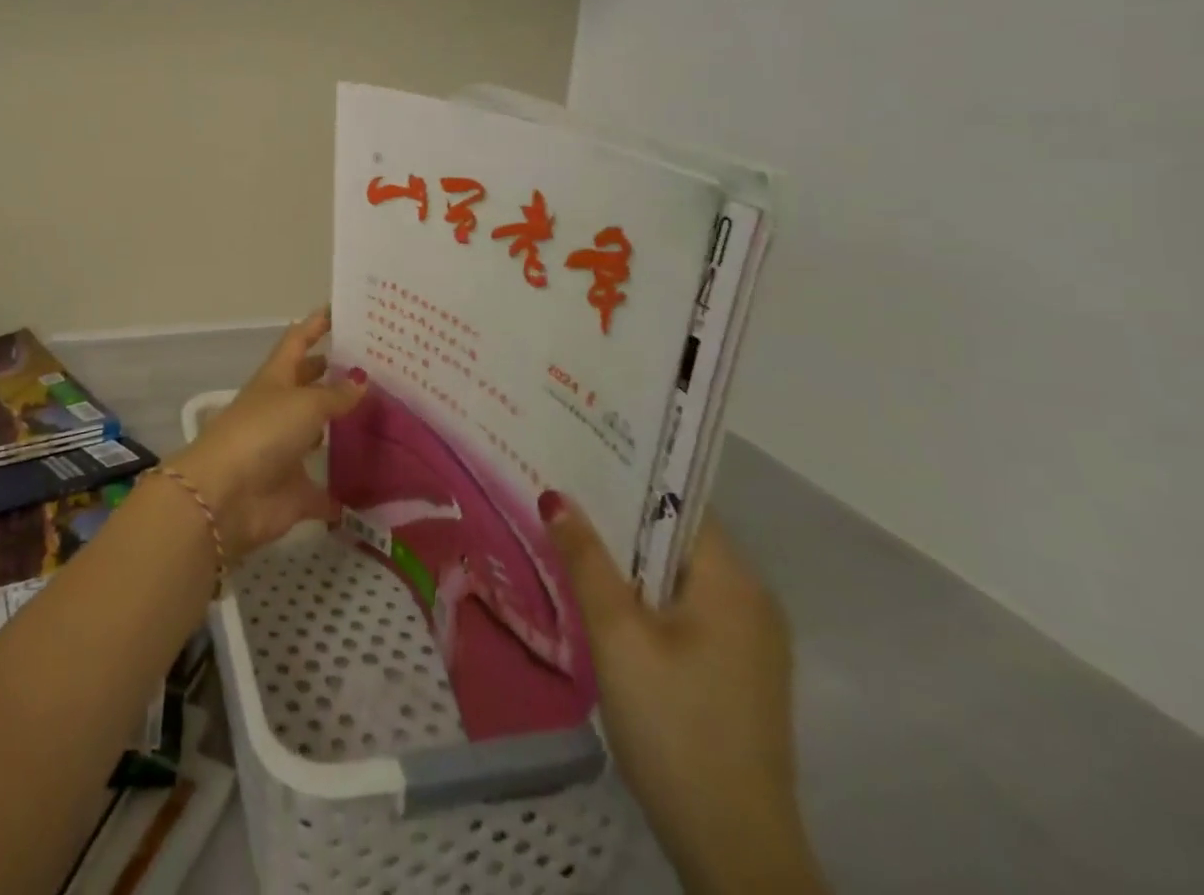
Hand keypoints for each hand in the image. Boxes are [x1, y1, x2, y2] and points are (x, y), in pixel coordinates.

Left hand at [169, 308, 364, 560]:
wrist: (225, 496)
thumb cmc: (263, 432)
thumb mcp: (304, 403)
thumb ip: (335, 394)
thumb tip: (361, 379)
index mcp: (276, 378)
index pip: (298, 341)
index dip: (316, 324)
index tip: (342, 309)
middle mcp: (281, 410)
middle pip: (309, 386)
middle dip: (335, 375)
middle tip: (379, 368)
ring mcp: (286, 450)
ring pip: (319, 435)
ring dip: (344, 429)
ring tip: (386, 420)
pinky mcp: (294, 490)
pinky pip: (325, 489)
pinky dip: (344, 491)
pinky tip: (376, 486)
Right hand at [544, 503, 826, 894]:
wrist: (733, 848)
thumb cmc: (674, 723)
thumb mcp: (617, 634)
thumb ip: (586, 558)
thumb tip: (556, 494)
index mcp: (734, 581)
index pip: (679, 502)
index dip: (627, 476)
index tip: (575, 459)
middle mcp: (752, 600)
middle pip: (677, 536)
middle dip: (619, 517)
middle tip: (558, 495)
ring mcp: (749, 639)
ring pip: (678, 574)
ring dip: (628, 557)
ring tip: (568, 535)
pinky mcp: (738, 670)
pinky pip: (686, 606)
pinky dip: (646, 592)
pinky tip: (601, 595)